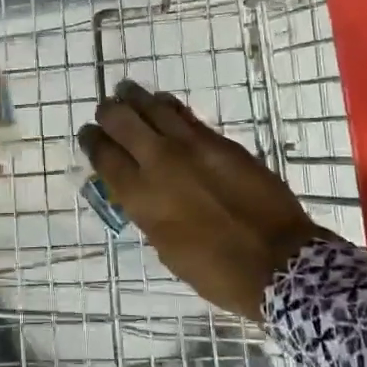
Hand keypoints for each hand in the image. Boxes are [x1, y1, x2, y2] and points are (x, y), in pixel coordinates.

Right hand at [79, 80, 326, 318]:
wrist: (277, 261)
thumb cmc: (216, 271)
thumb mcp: (166, 248)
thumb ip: (147, 211)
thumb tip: (140, 190)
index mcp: (140, 197)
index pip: (103, 155)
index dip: (92, 140)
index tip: (89, 134)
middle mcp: (158, 162)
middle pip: (121, 119)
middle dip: (109, 112)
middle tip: (107, 112)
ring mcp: (190, 146)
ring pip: (152, 106)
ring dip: (135, 99)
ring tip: (129, 95)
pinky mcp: (218, 140)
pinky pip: (184, 114)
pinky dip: (167, 107)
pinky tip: (163, 106)